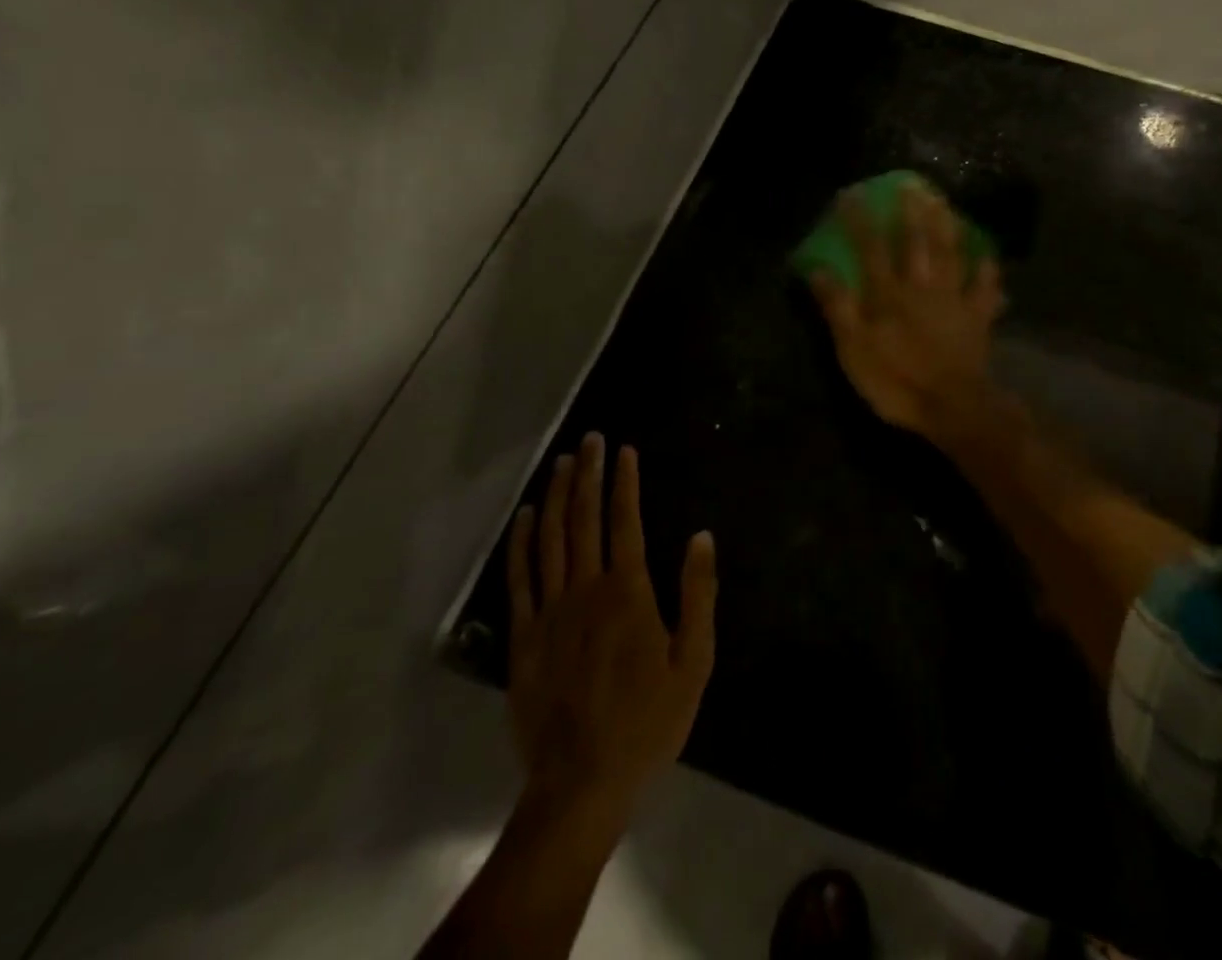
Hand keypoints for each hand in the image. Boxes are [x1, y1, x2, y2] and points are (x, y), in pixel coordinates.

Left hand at [506, 433, 716, 831]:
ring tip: (562, 462)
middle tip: (589, 438)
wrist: (581, 783)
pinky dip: (522, 542)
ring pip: (551, 538)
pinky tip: (527, 516)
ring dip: (557, 495)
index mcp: (628, 592)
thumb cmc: (647, 723)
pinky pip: (520, 578)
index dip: (624, 481)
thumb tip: (701, 536)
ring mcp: (549, 611)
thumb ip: (698, 594)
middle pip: (585, 518)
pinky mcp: (524, 637)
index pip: (625, 520)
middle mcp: (585, 589)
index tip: (624, 450)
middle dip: (588, 473)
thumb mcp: (694, 662)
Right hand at [809, 181, 1004, 441]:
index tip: (852, 194)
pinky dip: (986, 269)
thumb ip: (838, 307)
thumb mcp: (853, 350)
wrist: (952, 407)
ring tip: (944, 202)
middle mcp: (922, 287)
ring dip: (947, 226)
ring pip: (951, 254)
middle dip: (911, 211)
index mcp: (889, 295)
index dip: (860, 221)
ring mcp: (954, 300)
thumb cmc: (896, 381)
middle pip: (917, 242)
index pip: (871, 248)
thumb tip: (818, 269)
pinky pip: (984, 287)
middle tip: (911, 183)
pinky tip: (986, 253)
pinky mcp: (977, 318)